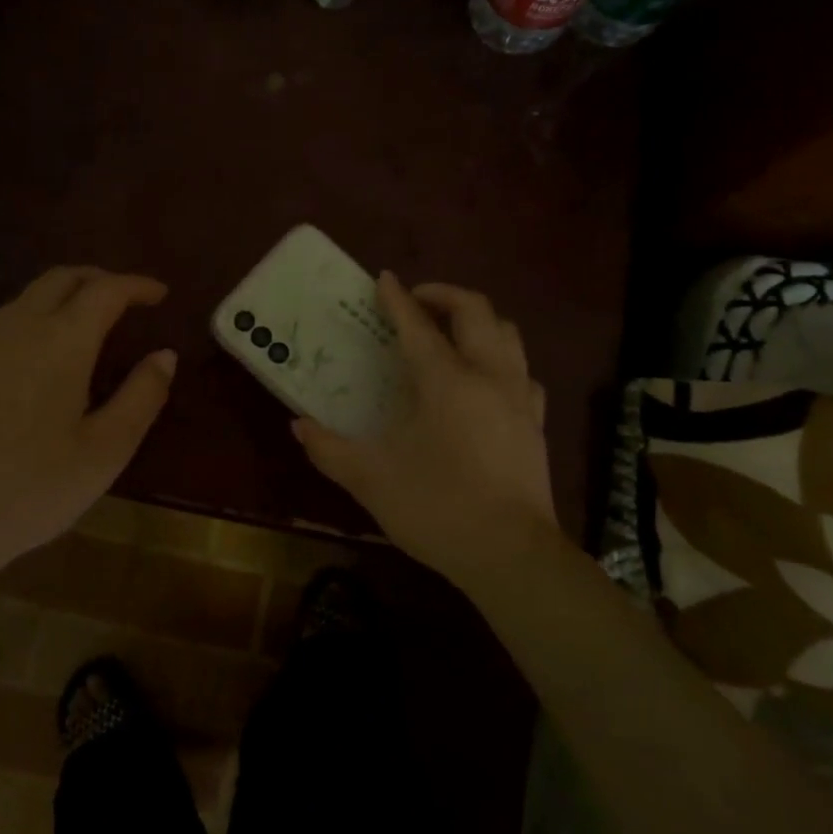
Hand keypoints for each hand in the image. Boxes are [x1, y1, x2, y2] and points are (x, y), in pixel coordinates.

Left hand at [0, 267, 175, 583]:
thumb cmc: (30, 491)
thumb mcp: (104, 452)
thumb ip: (142, 396)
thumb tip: (165, 355)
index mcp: (60, 342)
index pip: (105, 290)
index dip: (137, 285)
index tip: (160, 293)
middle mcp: (16, 329)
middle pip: (60, 279)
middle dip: (99, 278)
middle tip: (126, 299)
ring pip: (26, 299)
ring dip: (63, 297)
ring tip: (88, 325)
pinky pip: (2, 327)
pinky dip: (34, 323)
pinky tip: (40, 362)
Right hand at [293, 274, 554, 589]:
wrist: (510, 555)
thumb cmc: (437, 508)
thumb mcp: (371, 479)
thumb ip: (329, 449)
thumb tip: (298, 426)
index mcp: (445, 381)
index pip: (417, 325)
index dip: (397, 299)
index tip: (383, 279)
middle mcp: (487, 375)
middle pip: (475, 311)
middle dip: (444, 294)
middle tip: (417, 301)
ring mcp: (518, 396)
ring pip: (507, 333)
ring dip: (477, 319)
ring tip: (451, 330)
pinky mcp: (535, 422)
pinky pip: (522, 370)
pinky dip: (500, 357)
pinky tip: (485, 378)